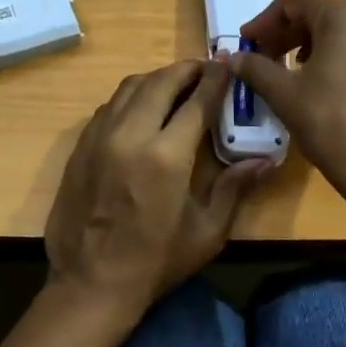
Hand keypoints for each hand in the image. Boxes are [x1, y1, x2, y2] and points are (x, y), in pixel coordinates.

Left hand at [44, 59, 268, 326]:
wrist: (90, 284)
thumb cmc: (156, 262)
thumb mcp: (206, 232)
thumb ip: (234, 188)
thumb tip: (266, 160)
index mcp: (166, 156)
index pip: (197, 101)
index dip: (216, 78)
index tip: (228, 62)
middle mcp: (130, 135)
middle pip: (161, 82)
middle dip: (186, 70)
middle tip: (204, 71)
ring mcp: (99, 137)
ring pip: (129, 87)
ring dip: (157, 79)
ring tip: (175, 85)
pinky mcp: (80, 147)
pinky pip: (108, 106)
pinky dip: (130, 97)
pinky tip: (142, 109)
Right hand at [231, 0, 345, 196]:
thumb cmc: (329, 121)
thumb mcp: (284, 93)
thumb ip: (255, 68)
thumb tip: (233, 58)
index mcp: (345, 14)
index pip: (293, 2)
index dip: (263, 21)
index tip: (245, 43)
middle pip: (318, 13)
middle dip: (285, 32)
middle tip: (261, 57)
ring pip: (339, 30)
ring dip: (307, 43)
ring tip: (287, 70)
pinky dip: (332, 55)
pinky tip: (318, 81)